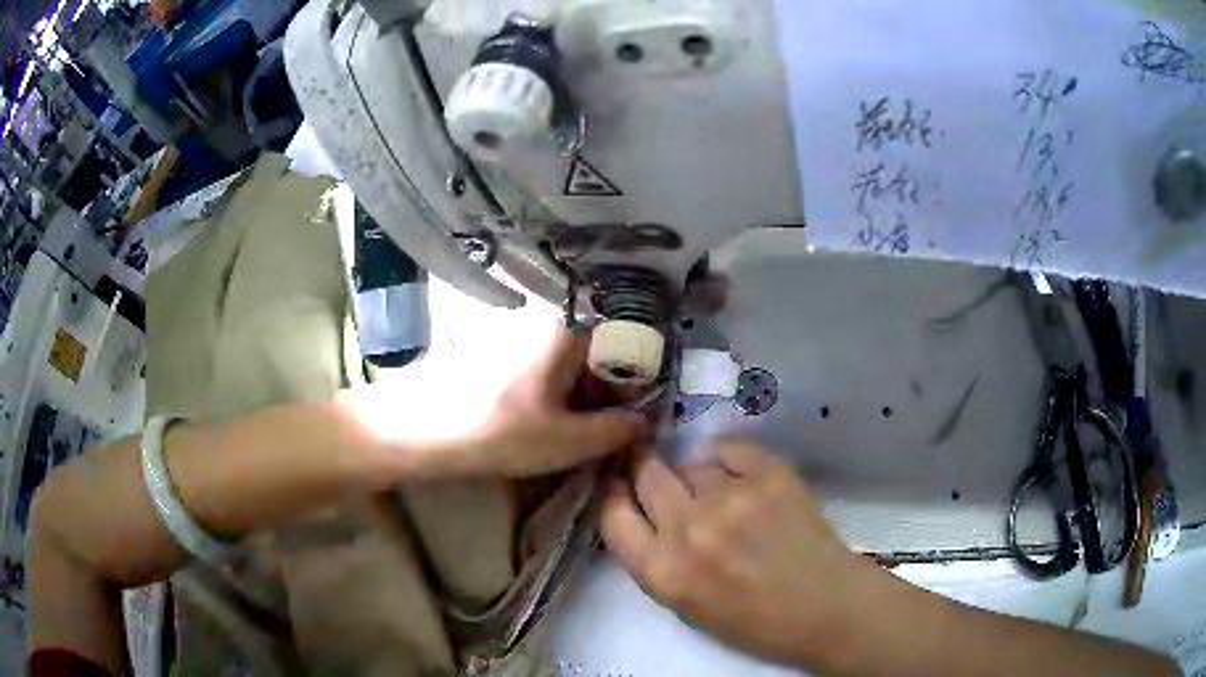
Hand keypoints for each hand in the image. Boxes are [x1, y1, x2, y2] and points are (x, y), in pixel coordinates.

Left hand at [337, 324, 643, 482]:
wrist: (413, 426)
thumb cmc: (497, 431)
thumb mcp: (567, 442)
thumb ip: (615, 432)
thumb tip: (644, 424)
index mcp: (569, 330)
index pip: (625, 351)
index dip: (632, 391)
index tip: (626, 425)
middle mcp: (544, 320)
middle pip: (593, 356)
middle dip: (602, 396)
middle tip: (595, 436)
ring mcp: (514, 331)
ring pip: (564, 363)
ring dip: (574, 397)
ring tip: (563, 434)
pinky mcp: (491, 347)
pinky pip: (536, 366)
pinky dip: (546, 392)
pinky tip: (531, 421)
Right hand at [601, 439, 876, 667]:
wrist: (825, 609)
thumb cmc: (753, 621)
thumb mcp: (684, 605)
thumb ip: (655, 558)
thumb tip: (642, 508)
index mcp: (663, 572)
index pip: (613, 514)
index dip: (616, 495)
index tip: (623, 487)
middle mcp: (690, 530)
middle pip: (647, 474)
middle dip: (650, 474)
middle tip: (669, 483)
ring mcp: (733, 498)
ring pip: (692, 463)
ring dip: (699, 478)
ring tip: (726, 499)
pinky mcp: (771, 474)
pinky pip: (729, 448)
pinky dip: (731, 460)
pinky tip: (746, 480)